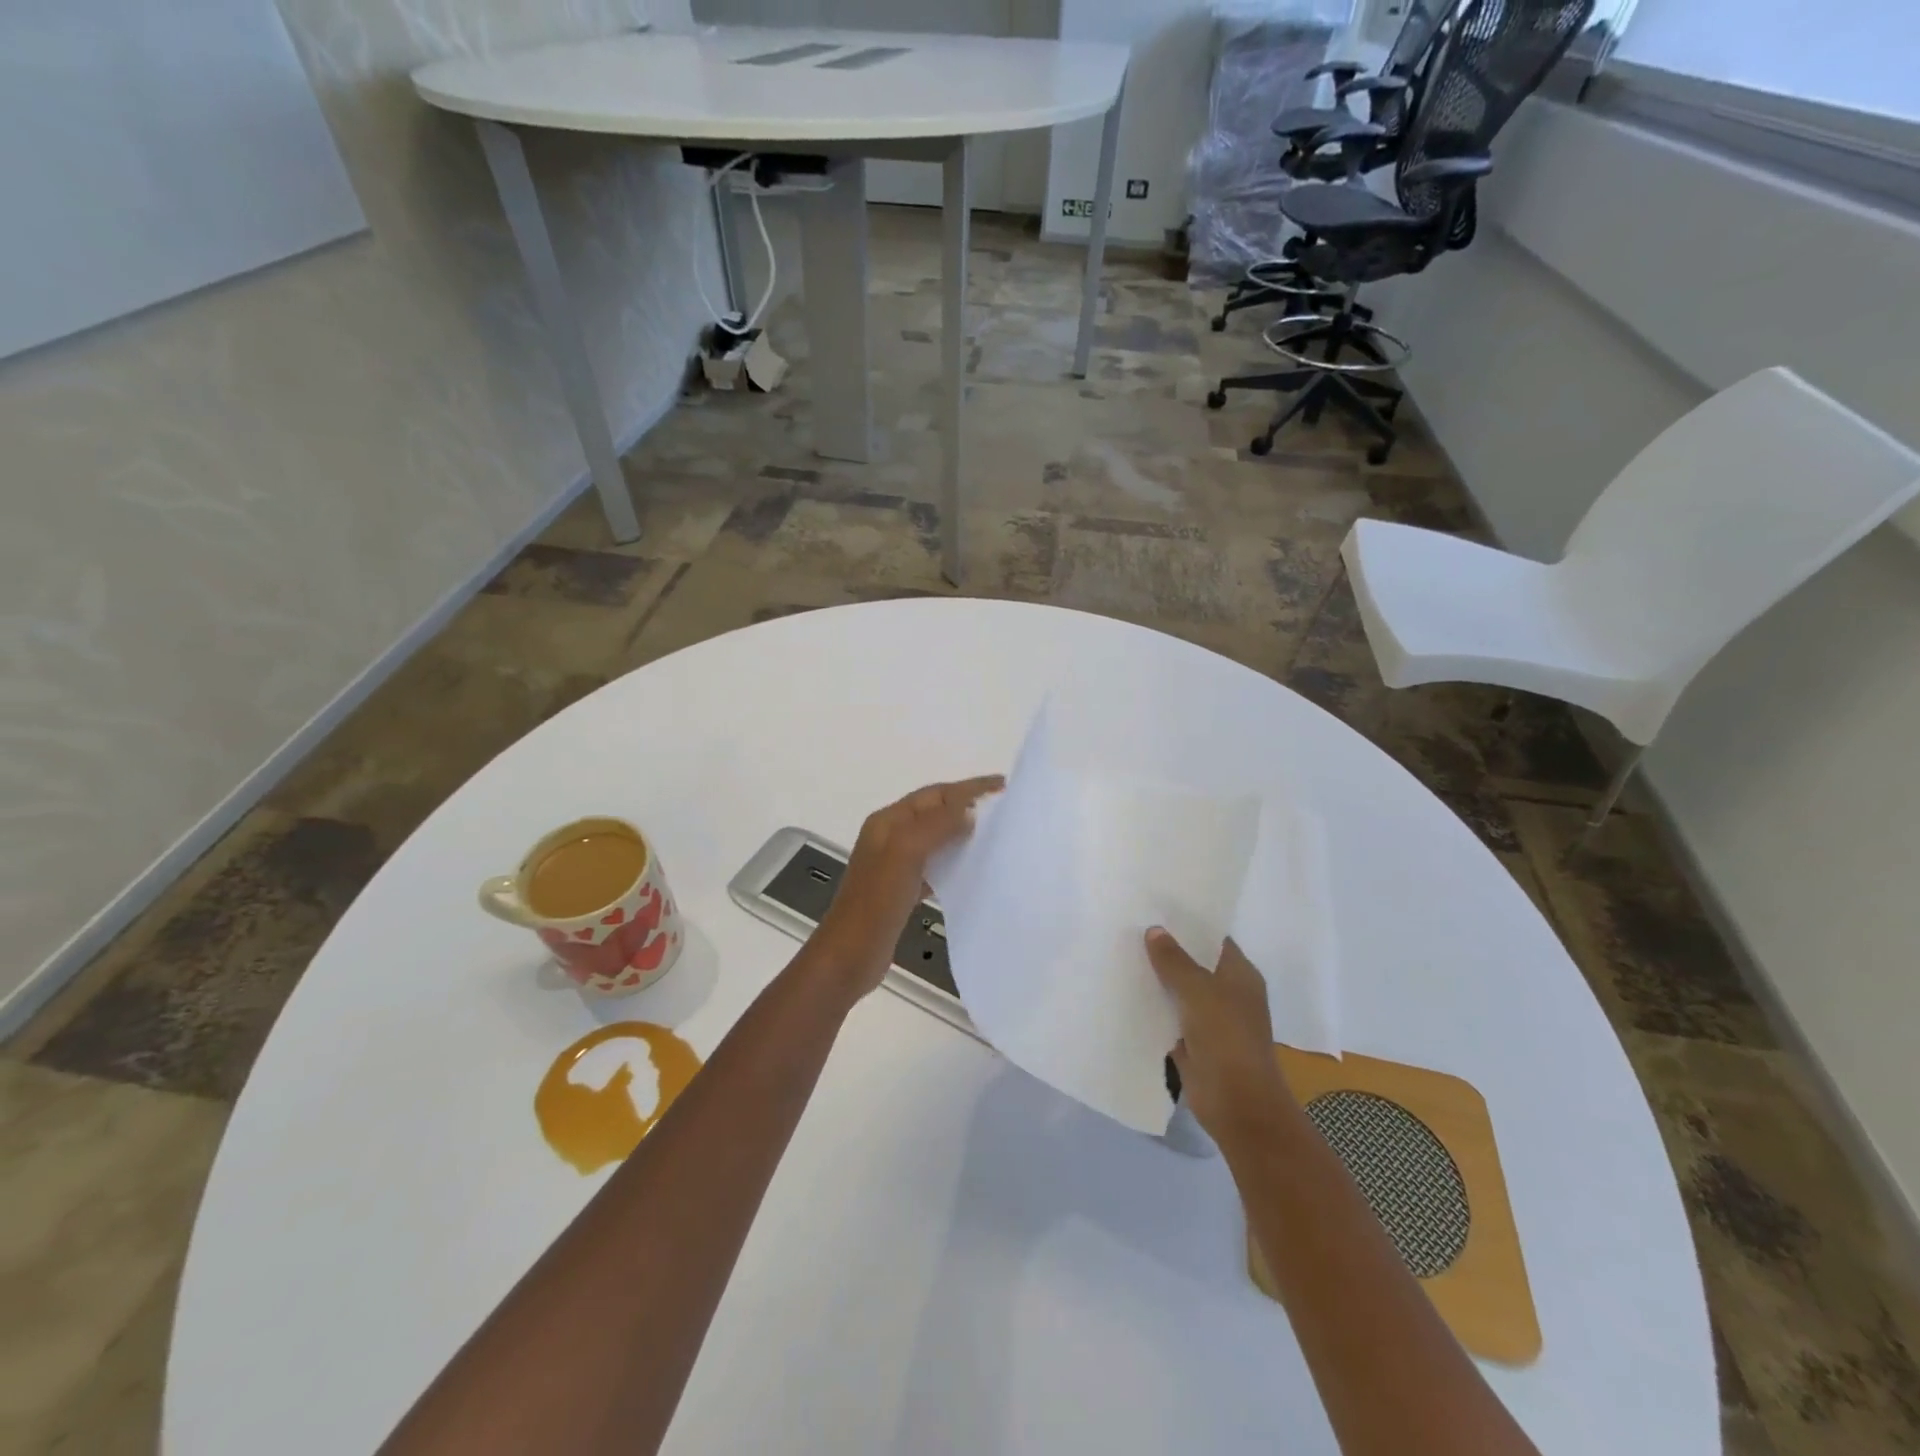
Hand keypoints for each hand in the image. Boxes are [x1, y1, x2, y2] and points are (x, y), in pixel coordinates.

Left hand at [808, 776, 1003, 999]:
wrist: (848, 957)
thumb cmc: (875, 902)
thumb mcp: (906, 853)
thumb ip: (937, 826)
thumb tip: (969, 811)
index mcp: (888, 822)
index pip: (935, 794)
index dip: (969, 788)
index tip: (1004, 786)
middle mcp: (890, 837)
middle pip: (935, 812)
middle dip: (968, 806)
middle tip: (1005, 810)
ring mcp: (894, 865)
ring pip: (936, 839)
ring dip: (963, 834)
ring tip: (995, 837)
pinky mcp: (902, 890)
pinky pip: (934, 866)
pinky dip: (954, 862)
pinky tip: (972, 871)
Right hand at [1146, 929, 1294, 1149]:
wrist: (1237, 1103)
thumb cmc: (1226, 1037)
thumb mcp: (1198, 990)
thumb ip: (1174, 960)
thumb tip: (1154, 930)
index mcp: (1240, 975)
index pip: (1213, 939)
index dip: (1188, 924)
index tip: (1156, 908)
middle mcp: (1228, 993)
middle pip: (1194, 964)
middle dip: (1167, 950)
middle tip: (1131, 927)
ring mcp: (1212, 1020)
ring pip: (1180, 991)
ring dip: (1157, 979)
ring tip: (1122, 954)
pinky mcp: (1194, 1043)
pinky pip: (1170, 1016)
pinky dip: (1153, 1007)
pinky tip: (1125, 993)